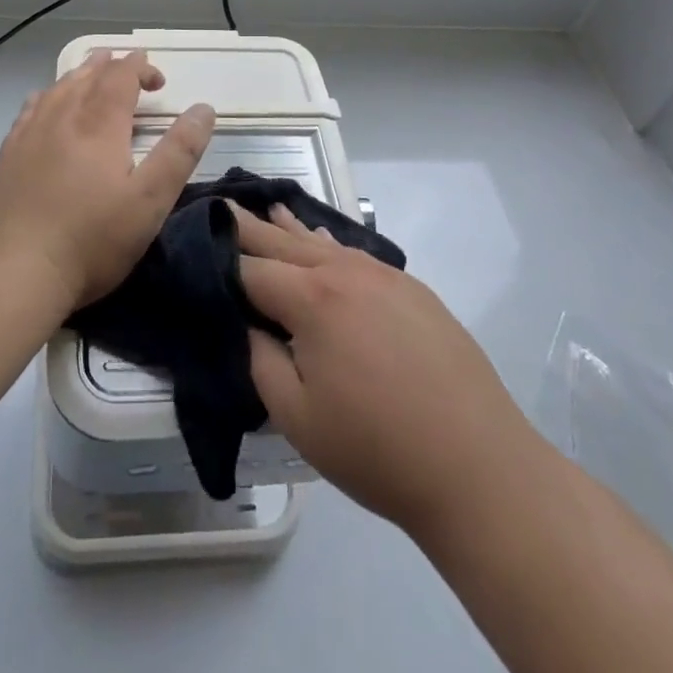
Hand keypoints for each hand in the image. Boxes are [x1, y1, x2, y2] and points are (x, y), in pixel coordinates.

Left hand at [0, 50, 214, 314]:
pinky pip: (30, 109)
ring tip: (91, 71)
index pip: (121, 76)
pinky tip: (46, 105)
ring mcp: (29, 134)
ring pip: (57, 88)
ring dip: (80, 75)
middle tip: (128, 66)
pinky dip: (48, 95)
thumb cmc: (91, 239)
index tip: (158, 79)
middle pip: (88, 75)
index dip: (140, 68)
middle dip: (112, 66)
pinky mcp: (7, 156)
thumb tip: (204, 108)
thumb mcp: (150, 200)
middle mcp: (62, 117)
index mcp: (99, 123)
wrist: (13, 272)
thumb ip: (179, 152)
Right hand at [237, 204, 535, 545]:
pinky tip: (322, 238)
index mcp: (311, 298)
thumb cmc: (377, 449)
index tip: (192, 250)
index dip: (218, 263)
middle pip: (284, 242)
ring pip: (322, 241)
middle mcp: (344, 271)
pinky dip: (329, 243)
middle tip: (219, 204)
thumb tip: (247, 324)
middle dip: (248, 227)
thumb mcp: (297, 418)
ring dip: (289, 228)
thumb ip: (260, 360)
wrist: (479, 467)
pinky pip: (356, 254)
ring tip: (265, 208)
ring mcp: (383, 276)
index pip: (250, 269)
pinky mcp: (412, 290)